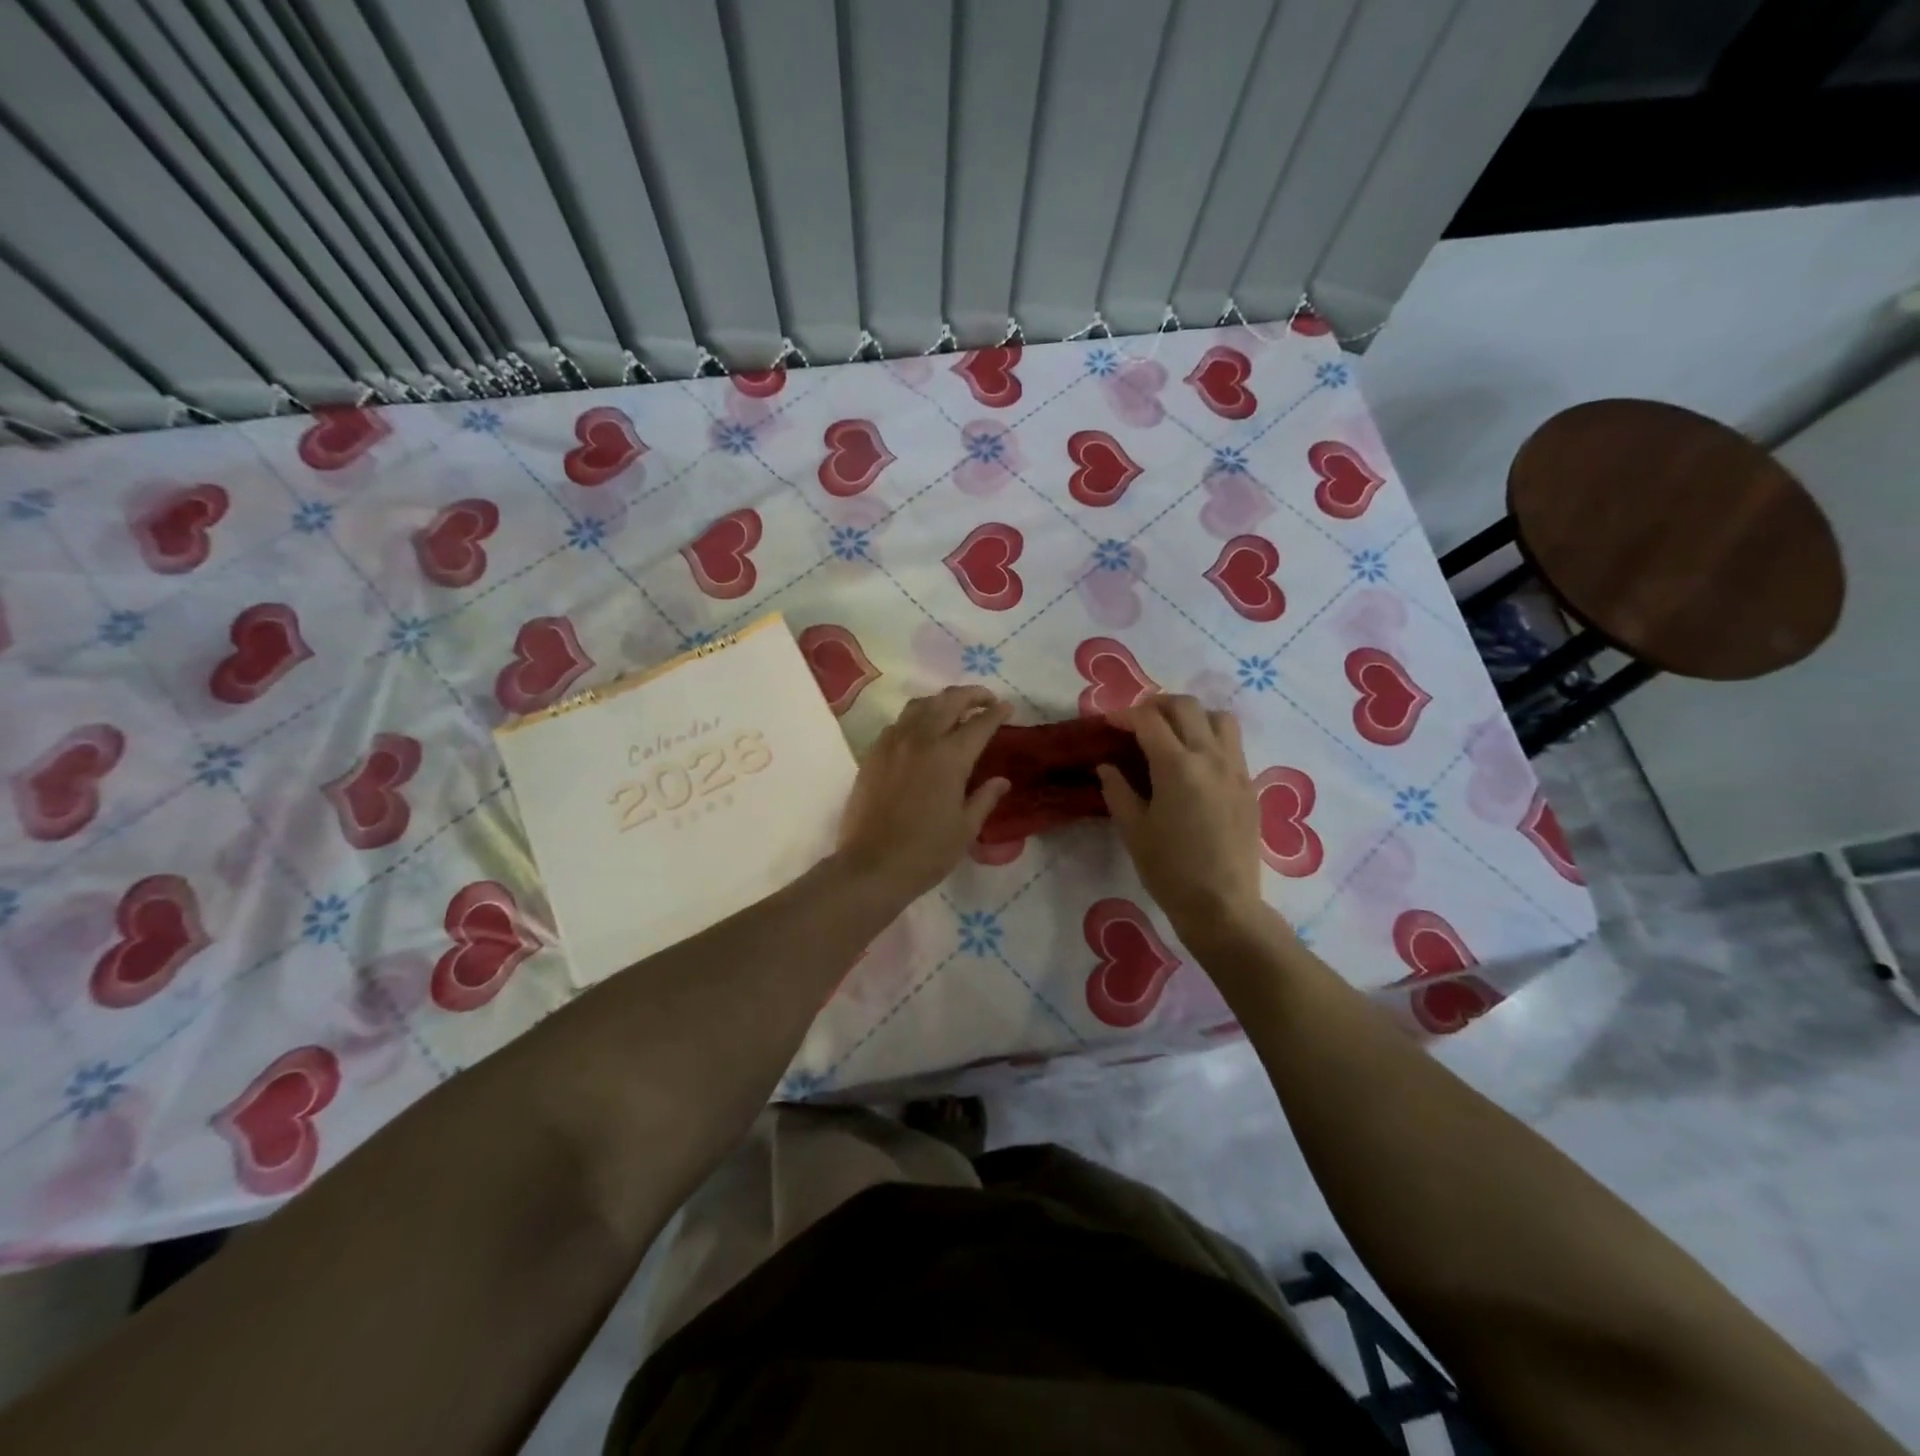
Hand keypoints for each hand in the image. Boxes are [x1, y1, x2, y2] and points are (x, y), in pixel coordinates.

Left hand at [836, 686, 1011, 901]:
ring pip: (920, 705)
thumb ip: (985, 797)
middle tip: (986, 701)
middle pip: (949, 701)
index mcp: (950, 756)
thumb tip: (1001, 780)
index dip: (997, 713)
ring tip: (954, 711)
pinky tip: (921, 733)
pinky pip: (898, 723)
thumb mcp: (966, 828)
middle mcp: (921, 739)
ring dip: (941, 701)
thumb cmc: (926, 852)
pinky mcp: (873, 754)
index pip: (980, 723)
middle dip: (971, 695)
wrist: (871, 866)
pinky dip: (916, 718)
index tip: (1007, 708)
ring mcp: (892, 743)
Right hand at [1097, 696, 1264, 932]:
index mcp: (1177, 766)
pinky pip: (1232, 745)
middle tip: (1137, 721)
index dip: (1124, 715)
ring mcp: (1236, 770)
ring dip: (1192, 716)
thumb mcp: (1133, 830)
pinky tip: (1195, 764)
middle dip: (1157, 705)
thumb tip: (1107, 766)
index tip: (1108, 723)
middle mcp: (1211, 757)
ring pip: (1219, 718)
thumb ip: (1118, 790)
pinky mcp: (1249, 786)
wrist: (1222, 906)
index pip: (1149, 720)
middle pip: (1186, 706)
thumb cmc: (1170, 870)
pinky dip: (1211, 738)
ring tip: (1172, 734)